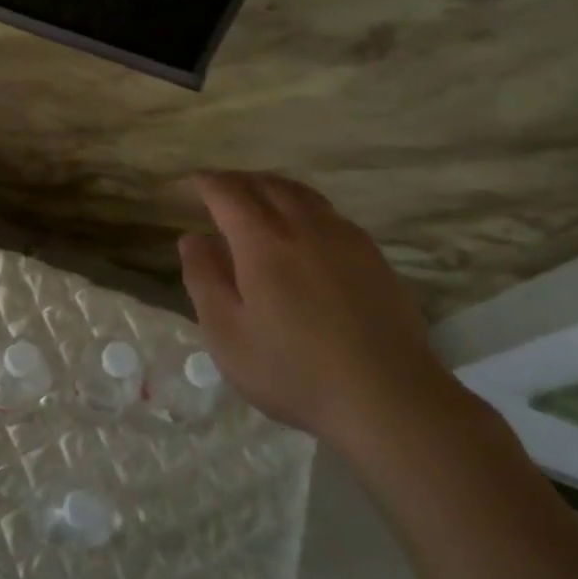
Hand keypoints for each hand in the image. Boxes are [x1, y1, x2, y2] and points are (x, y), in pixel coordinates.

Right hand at [178, 172, 459, 449]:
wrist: (388, 397)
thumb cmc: (293, 370)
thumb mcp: (227, 334)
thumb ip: (204, 279)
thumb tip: (192, 238)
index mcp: (262, 241)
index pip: (227, 192)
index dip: (205, 183)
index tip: (190, 184)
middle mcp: (304, 226)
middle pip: (266, 184)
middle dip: (237, 181)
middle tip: (218, 191)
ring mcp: (344, 238)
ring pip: (301, 193)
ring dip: (272, 188)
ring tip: (257, 201)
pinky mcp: (373, 256)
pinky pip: (330, 213)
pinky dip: (304, 206)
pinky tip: (304, 231)